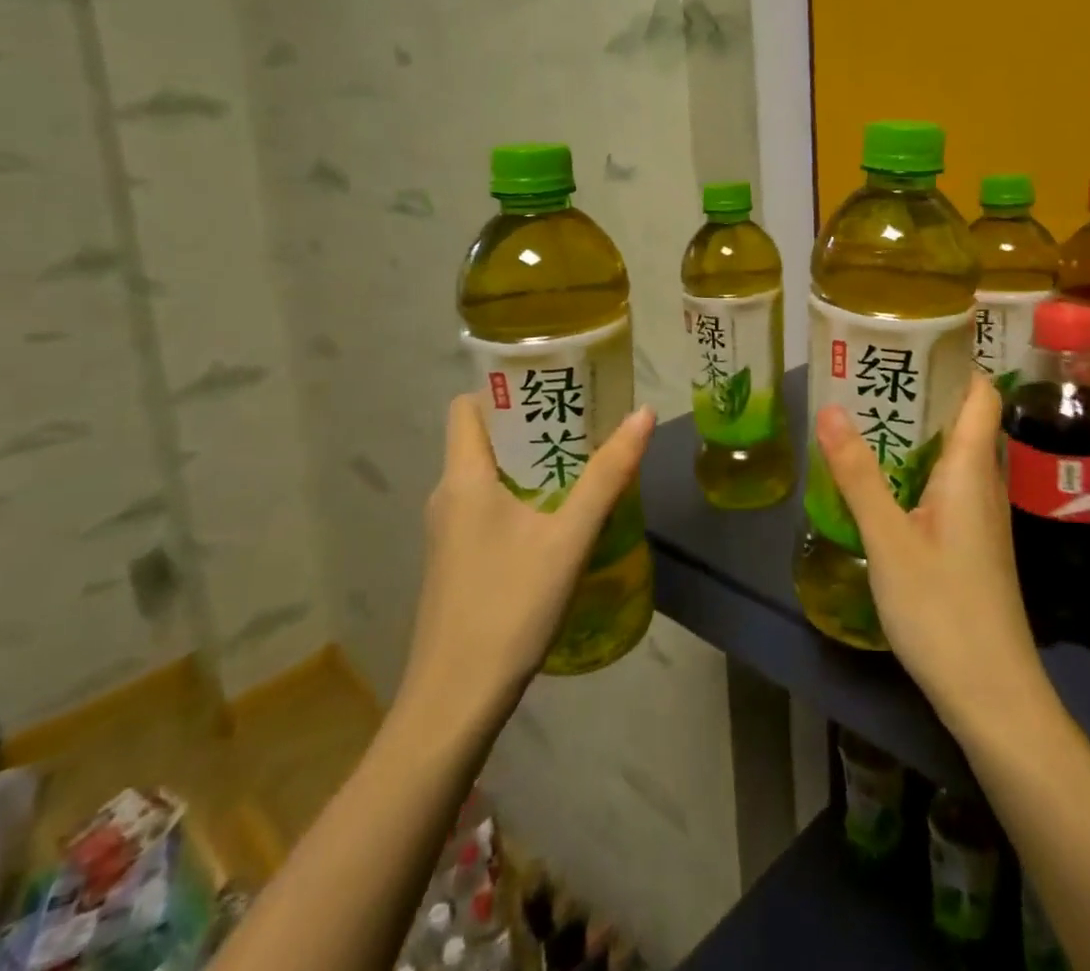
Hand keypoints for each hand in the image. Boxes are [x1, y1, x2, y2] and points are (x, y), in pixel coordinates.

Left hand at [397, 393, 655, 722]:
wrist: (454, 703)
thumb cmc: (508, 605)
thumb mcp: (568, 537)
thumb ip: (607, 475)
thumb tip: (642, 414)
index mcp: (463, 477)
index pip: (468, 405)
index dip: (504, 388)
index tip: (553, 386)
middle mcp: (447, 496)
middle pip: (484, 438)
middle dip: (532, 425)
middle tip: (585, 421)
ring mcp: (448, 533)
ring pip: (489, 476)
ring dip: (531, 464)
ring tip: (582, 463)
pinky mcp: (456, 563)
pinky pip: (488, 508)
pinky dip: (522, 497)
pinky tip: (559, 520)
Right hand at [815, 375, 1048, 734]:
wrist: (993, 696)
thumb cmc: (943, 610)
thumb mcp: (888, 540)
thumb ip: (858, 475)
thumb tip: (830, 409)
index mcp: (970, 469)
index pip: (980, 394)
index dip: (955, 362)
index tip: (911, 341)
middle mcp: (983, 484)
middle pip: (964, 419)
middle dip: (922, 392)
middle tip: (870, 373)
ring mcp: (980, 516)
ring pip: (953, 454)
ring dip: (917, 431)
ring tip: (866, 415)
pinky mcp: (972, 543)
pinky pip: (947, 485)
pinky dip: (918, 468)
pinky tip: (882, 479)